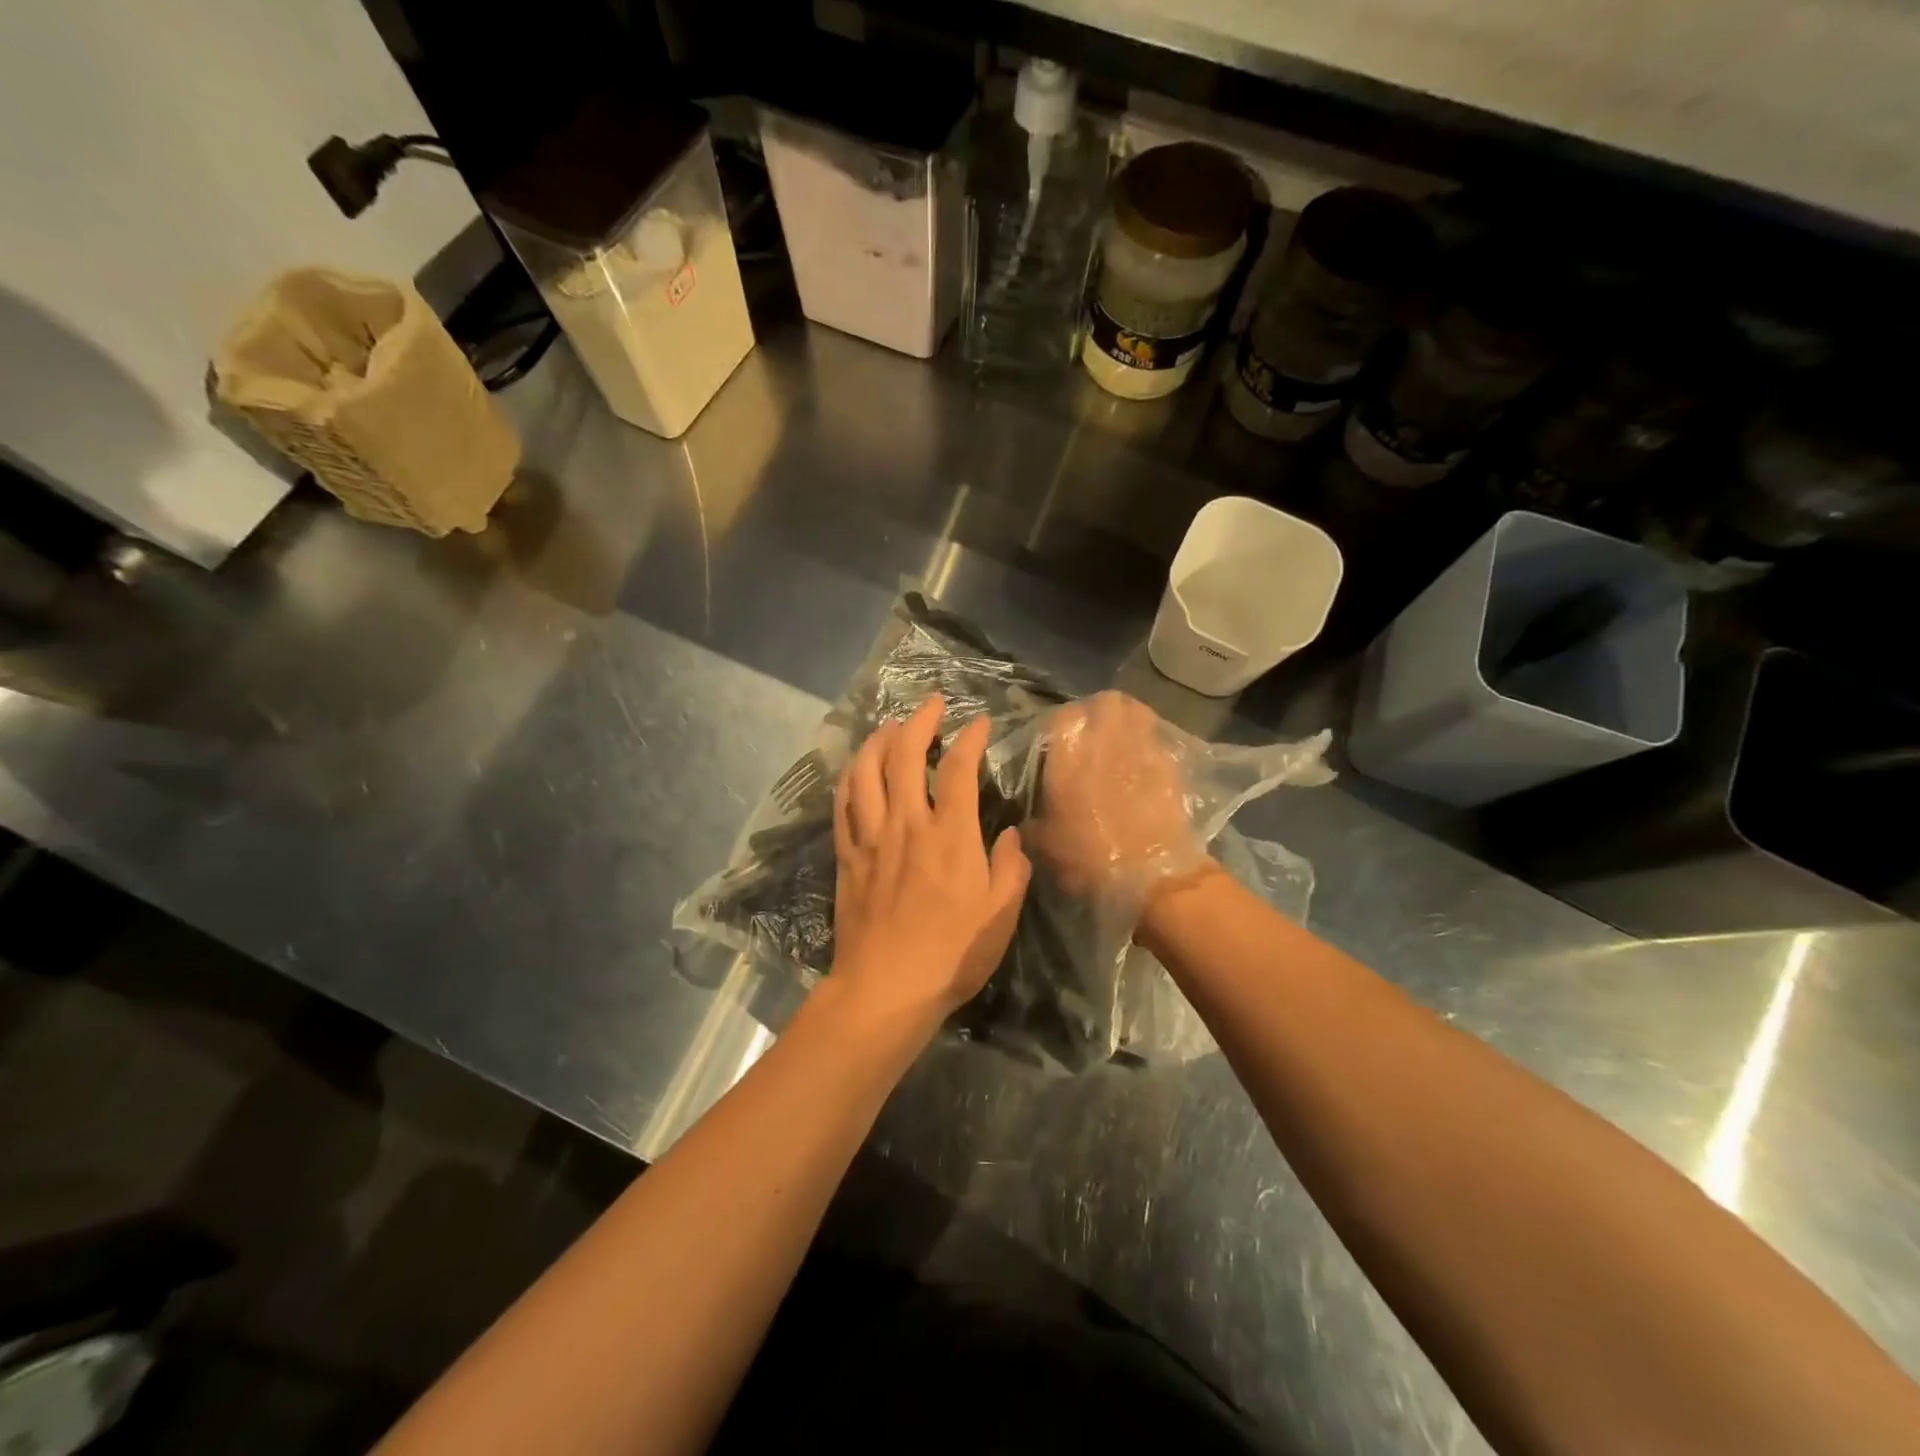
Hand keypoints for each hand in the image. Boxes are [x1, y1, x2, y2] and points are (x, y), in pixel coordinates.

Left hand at [830, 695, 1031, 1030]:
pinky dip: (851, 777)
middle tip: (932, 704)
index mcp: (950, 835)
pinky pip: (843, 803)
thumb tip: (1010, 834)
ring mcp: (871, 837)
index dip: (970, 738)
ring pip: (866, 770)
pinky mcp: (847, 855)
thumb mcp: (1001, 914)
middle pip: (905, 755)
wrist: (886, 988)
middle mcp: (907, 823)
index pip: (959, 768)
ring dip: (878, 740)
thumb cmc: (952, 953)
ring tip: (891, 727)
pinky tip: (857, 769)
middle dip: (920, 721)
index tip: (979, 724)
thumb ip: (1011, 866)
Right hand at [1035, 691, 1209, 908]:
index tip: (1053, 743)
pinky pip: (1157, 739)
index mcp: (1069, 754)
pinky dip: (1148, 743)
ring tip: (1119, 740)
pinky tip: (1140, 764)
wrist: (1152, 877)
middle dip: (1097, 712)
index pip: (1060, 717)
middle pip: (1105, 702)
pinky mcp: (1170, 765)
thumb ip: (1030, 820)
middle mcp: (1106, 740)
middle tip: (1090, 733)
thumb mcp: (1043, 843)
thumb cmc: (1088, 858)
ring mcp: (1143, 748)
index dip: (1056, 726)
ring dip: (1126, 720)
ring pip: (1137, 712)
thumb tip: (1023, 816)